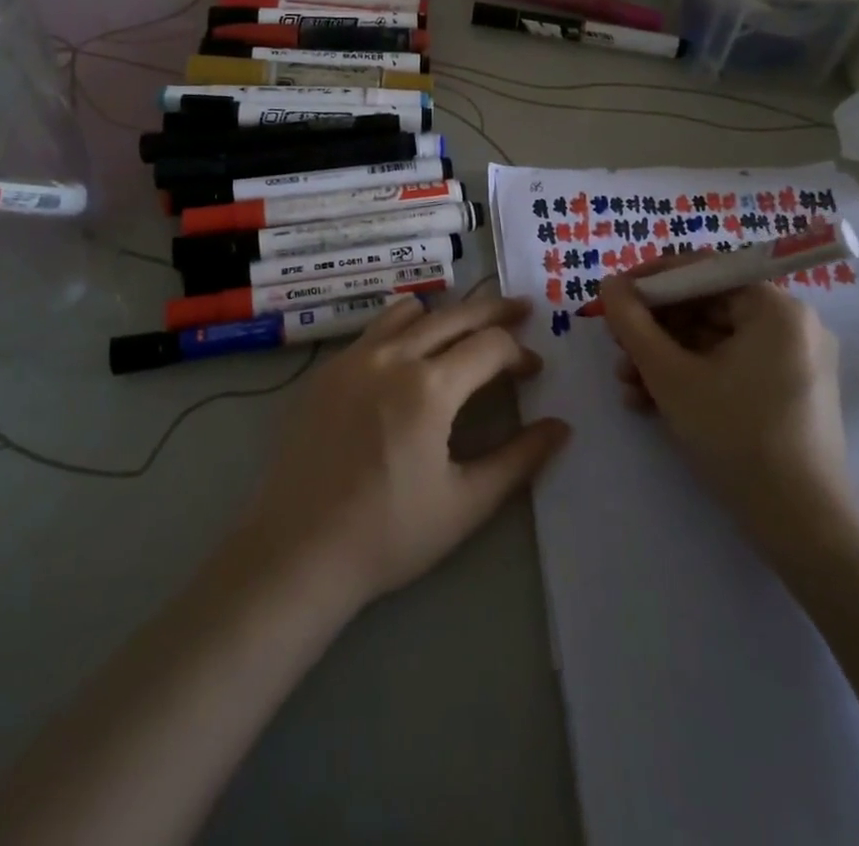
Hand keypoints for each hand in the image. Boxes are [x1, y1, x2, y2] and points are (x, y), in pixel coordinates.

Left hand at [236, 293, 572, 616]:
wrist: (298, 550)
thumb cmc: (389, 534)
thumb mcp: (466, 503)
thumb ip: (519, 460)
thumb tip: (561, 428)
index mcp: (430, 386)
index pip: (489, 345)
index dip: (519, 353)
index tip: (533, 372)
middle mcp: (392, 356)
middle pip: (454, 314)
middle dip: (494, 310)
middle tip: (521, 309)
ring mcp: (354, 357)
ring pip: (410, 311)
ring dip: (446, 313)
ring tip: (466, 327)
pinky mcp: (327, 370)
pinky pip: (374, 330)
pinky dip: (404, 327)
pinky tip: (409, 355)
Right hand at [599, 259, 854, 559]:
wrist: (803, 528)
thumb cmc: (736, 436)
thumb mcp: (671, 376)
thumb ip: (633, 323)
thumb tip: (609, 284)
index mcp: (776, 308)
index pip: (704, 270)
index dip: (652, 280)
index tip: (613, 296)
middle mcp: (791, 325)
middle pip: (706, 306)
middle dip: (654, 328)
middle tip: (615, 345)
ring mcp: (792, 360)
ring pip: (712, 340)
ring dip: (663, 357)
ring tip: (626, 383)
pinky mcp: (787, 392)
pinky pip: (729, 367)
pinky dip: (690, 377)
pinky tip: (650, 401)